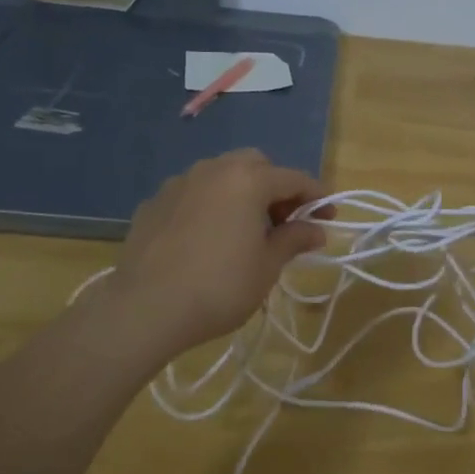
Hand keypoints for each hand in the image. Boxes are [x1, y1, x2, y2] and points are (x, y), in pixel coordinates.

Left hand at [98, 149, 327, 363]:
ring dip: (241, 192)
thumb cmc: (219, 286)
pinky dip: (210, 206)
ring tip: (246, 228)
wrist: (145, 308)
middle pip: (255, 165)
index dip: (316, 196)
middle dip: (276, 186)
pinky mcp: (153, 203)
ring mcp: (178, 183)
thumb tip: (316, 229)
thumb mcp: (267, 266)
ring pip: (220, 175)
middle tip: (285, 221)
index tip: (329, 217)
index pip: (294, 178)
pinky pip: (193, 194)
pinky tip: (208, 238)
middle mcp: (213, 170)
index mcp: (247, 180)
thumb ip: (294, 239)